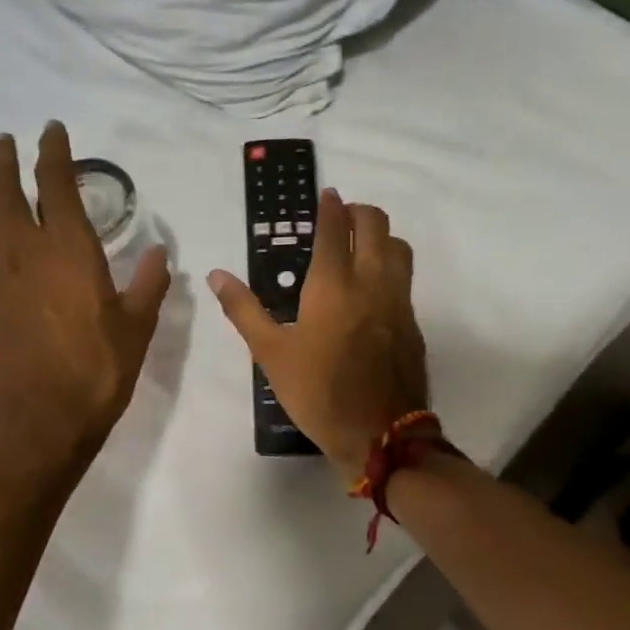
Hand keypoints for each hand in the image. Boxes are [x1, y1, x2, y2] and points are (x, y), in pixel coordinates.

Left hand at [0, 124, 171, 477]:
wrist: (45, 419)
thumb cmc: (98, 369)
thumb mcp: (137, 325)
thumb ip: (149, 283)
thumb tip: (159, 252)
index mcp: (69, 249)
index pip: (56, 184)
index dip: (53, 152)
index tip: (51, 131)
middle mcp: (25, 251)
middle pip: (5, 191)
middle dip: (4, 160)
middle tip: (4, 141)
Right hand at [208, 190, 428, 482]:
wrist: (379, 434)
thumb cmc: (318, 392)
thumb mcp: (270, 353)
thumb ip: (244, 309)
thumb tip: (217, 275)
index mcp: (333, 285)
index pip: (335, 229)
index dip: (330, 206)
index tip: (326, 195)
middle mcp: (371, 282)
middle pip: (375, 224)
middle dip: (358, 212)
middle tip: (340, 218)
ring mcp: (398, 301)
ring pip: (398, 247)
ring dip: (380, 235)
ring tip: (359, 247)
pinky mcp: (413, 323)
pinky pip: (405, 278)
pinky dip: (390, 266)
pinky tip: (373, 287)